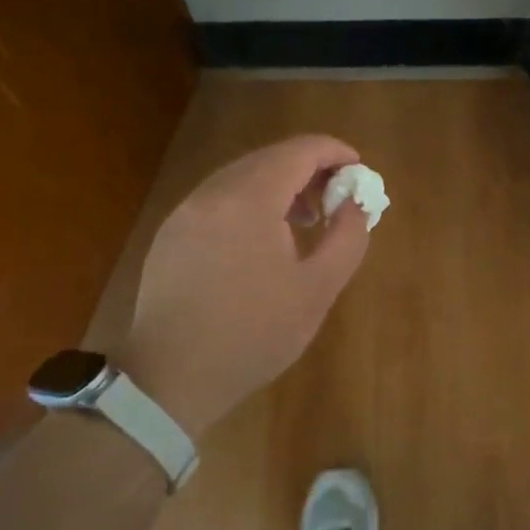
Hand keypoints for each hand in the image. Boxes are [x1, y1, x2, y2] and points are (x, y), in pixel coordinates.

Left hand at [119, 135, 370, 438]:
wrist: (170, 378)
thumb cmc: (253, 334)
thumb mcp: (317, 290)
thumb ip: (347, 236)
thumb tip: (356, 202)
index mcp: (249, 199)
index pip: (299, 151)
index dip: (335, 152)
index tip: (359, 171)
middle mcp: (213, 192)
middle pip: (269, 158)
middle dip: (309, 169)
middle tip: (336, 199)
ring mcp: (186, 211)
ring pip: (242, 176)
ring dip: (279, 185)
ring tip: (304, 221)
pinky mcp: (171, 232)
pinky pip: (219, 198)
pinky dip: (250, 201)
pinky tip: (262, 239)